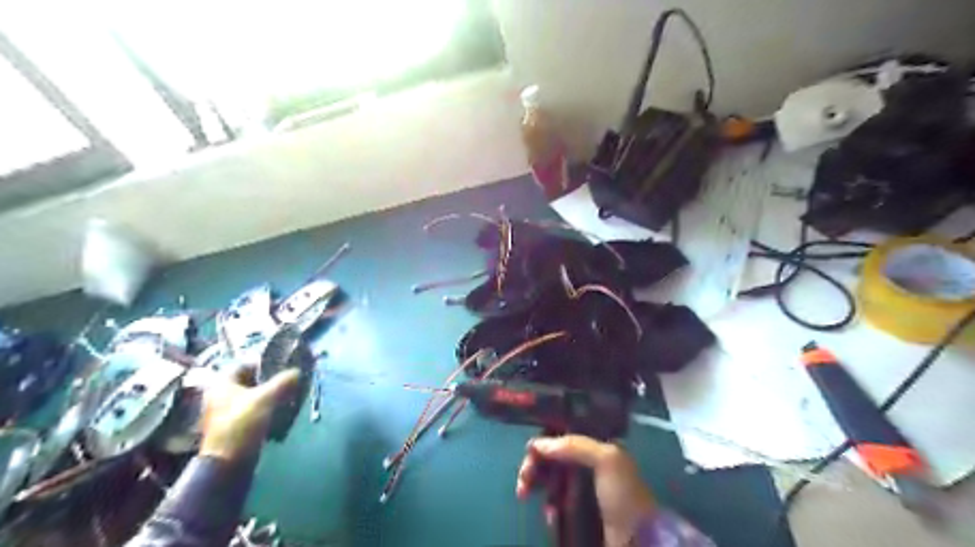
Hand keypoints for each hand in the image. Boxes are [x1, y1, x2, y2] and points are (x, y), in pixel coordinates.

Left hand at [198, 364, 298, 460]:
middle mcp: (220, 395)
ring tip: (288, 393)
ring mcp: (226, 411)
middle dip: (269, 379)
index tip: (282, 364)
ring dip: (269, 393)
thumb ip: (283, 381)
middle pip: (249, 381)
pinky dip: (265, 407)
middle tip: (288, 378)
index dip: (264, 362)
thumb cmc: (242, 424)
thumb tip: (297, 371)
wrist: (229, 461)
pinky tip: (280, 408)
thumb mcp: (266, 398)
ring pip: (252, 395)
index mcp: (222, 384)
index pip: (245, 364)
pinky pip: (253, 409)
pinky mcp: (234, 425)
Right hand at [517, 435, 653, 546]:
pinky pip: (555, 502)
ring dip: (535, 484)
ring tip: (525, 494)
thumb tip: (538, 444)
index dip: (545, 441)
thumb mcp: (606, 460)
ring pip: (550, 478)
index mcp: (597, 447)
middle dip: (534, 465)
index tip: (530, 452)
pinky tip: (550, 514)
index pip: (563, 435)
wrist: (637, 540)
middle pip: (552, 456)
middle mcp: (588, 464)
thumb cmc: (623, 495)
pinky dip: (548, 505)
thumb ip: (574, 445)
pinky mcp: (578, 510)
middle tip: (523, 479)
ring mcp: (582, 488)